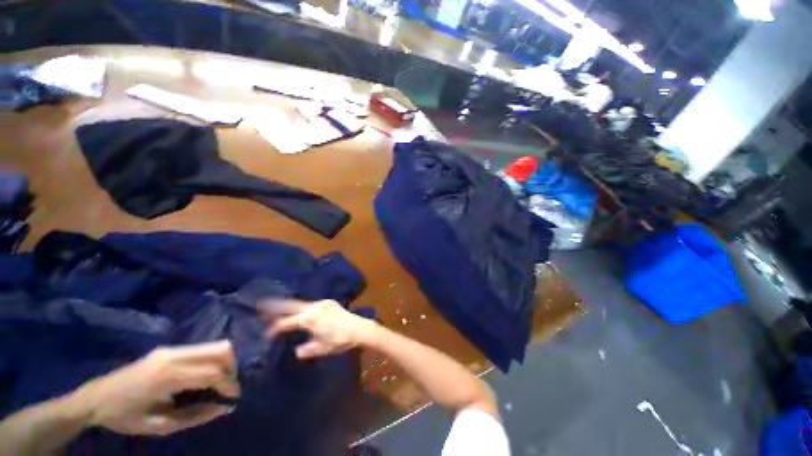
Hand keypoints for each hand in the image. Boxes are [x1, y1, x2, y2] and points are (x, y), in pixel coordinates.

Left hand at [73, 340, 239, 435]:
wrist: (95, 398)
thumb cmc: (125, 417)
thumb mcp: (160, 425)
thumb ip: (195, 416)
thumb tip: (226, 407)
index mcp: (167, 375)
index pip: (212, 372)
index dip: (229, 384)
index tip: (234, 398)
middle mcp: (174, 355)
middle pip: (221, 349)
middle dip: (232, 367)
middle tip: (228, 388)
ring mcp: (172, 349)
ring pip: (215, 346)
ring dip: (225, 362)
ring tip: (220, 383)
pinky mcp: (170, 349)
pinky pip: (203, 349)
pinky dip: (213, 360)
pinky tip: (206, 377)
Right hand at [262, 300, 375, 359]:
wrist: (359, 329)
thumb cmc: (339, 340)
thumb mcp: (321, 349)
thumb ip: (306, 350)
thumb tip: (296, 350)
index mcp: (310, 318)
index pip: (288, 322)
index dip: (276, 328)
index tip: (266, 334)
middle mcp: (315, 307)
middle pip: (292, 306)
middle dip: (277, 306)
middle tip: (262, 304)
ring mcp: (323, 303)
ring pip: (301, 303)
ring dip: (289, 306)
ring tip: (277, 307)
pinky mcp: (329, 302)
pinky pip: (311, 303)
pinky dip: (301, 306)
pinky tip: (299, 310)